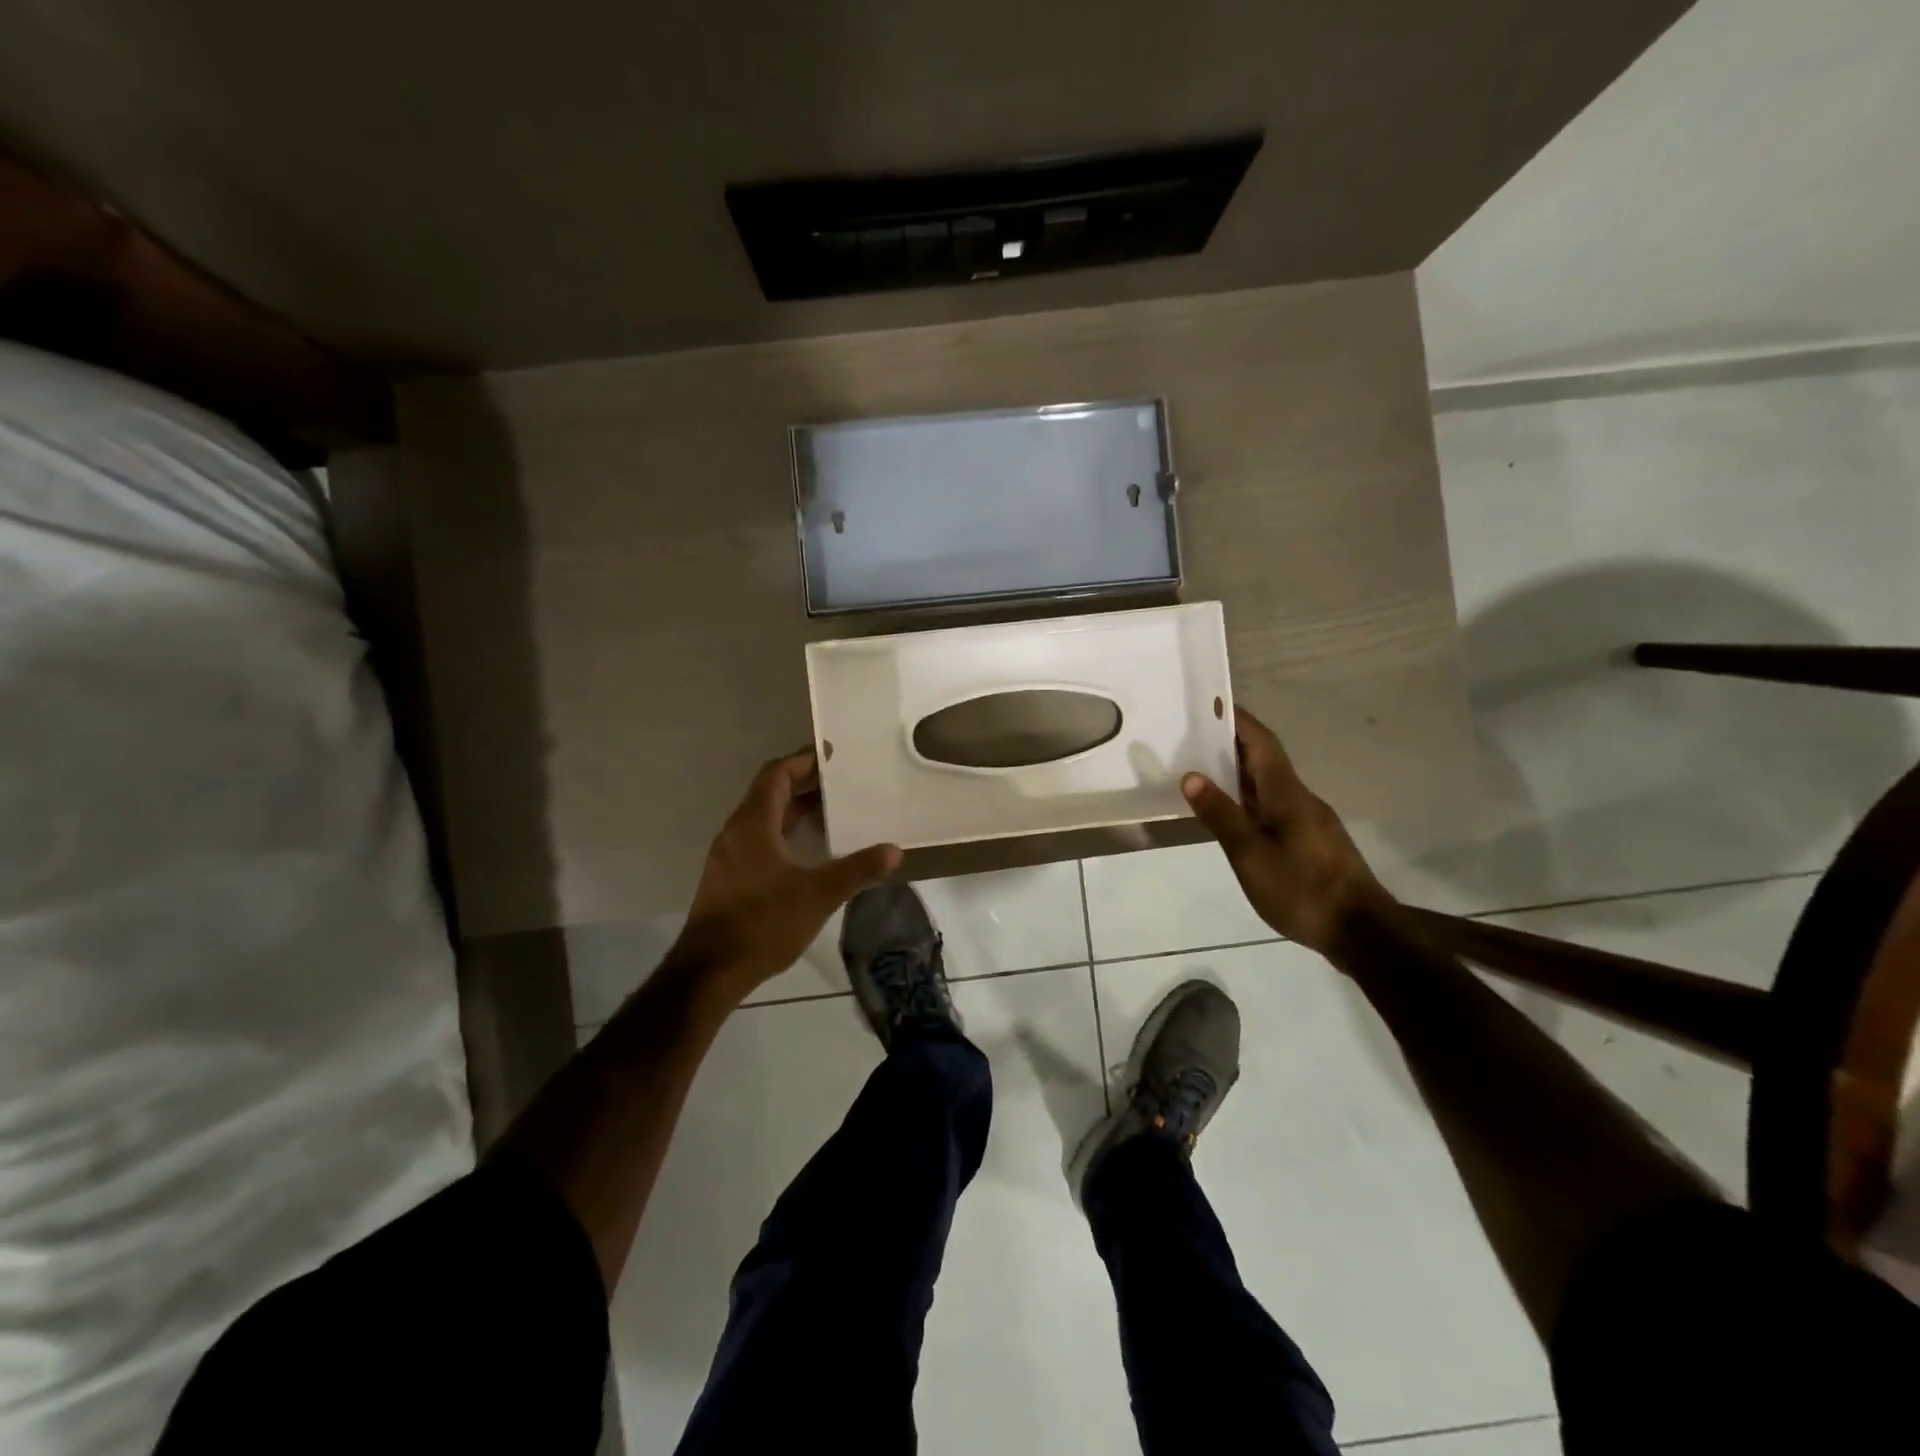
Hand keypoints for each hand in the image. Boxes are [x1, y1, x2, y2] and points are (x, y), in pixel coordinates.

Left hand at [671, 750, 900, 998]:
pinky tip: (808, 848)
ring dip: (794, 809)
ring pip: (763, 817)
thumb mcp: (818, 895)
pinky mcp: (728, 877)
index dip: (803, 761)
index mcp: (752, 825)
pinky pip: (758, 838)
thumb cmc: (763, 924)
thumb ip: (856, 870)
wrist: (710, 971)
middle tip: (841, 783)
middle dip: (804, 784)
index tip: (832, 756)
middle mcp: (736, 832)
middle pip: (769, 792)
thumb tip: (893, 850)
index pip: (776, 775)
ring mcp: (729, 856)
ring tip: (832, 810)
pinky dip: (784, 831)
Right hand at [1181, 708, 1390, 958]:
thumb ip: (1221, 815)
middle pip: (1266, 758)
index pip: (1262, 742)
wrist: (1361, 931)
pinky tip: (1234, 814)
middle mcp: (1300, 798)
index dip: (1238, 720)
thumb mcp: (1251, 855)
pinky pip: (1275, 804)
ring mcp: (1309, 820)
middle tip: (1194, 736)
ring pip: (1270, 783)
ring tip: (1204, 771)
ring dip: (1240, 771)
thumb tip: (1191, 775)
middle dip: (1232, 743)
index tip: (1210, 704)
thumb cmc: (1301, 888)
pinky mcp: (1312, 840)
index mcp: (1286, 793)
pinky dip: (1250, 797)